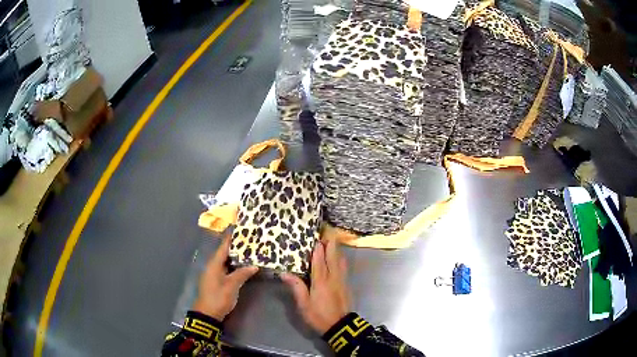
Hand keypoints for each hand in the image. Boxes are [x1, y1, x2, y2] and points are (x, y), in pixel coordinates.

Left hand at [193, 234, 258, 320]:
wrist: (208, 314)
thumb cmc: (218, 297)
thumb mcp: (231, 285)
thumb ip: (242, 274)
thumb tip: (254, 265)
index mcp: (214, 264)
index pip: (223, 246)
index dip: (231, 237)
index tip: (239, 227)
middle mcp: (213, 266)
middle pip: (225, 252)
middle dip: (236, 246)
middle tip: (250, 239)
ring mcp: (215, 274)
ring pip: (227, 261)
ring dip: (237, 257)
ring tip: (250, 250)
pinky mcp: (218, 281)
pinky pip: (227, 269)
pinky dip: (235, 266)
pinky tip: (244, 266)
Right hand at [281, 239, 350, 334]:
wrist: (340, 325)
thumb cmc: (319, 315)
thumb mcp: (304, 304)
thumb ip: (296, 287)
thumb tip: (284, 273)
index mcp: (321, 282)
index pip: (319, 261)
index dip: (318, 249)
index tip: (316, 237)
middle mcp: (333, 277)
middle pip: (333, 257)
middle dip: (330, 244)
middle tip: (326, 233)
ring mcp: (342, 280)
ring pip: (341, 260)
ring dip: (336, 249)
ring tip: (332, 241)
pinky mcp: (346, 284)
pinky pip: (343, 267)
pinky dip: (340, 258)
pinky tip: (339, 257)